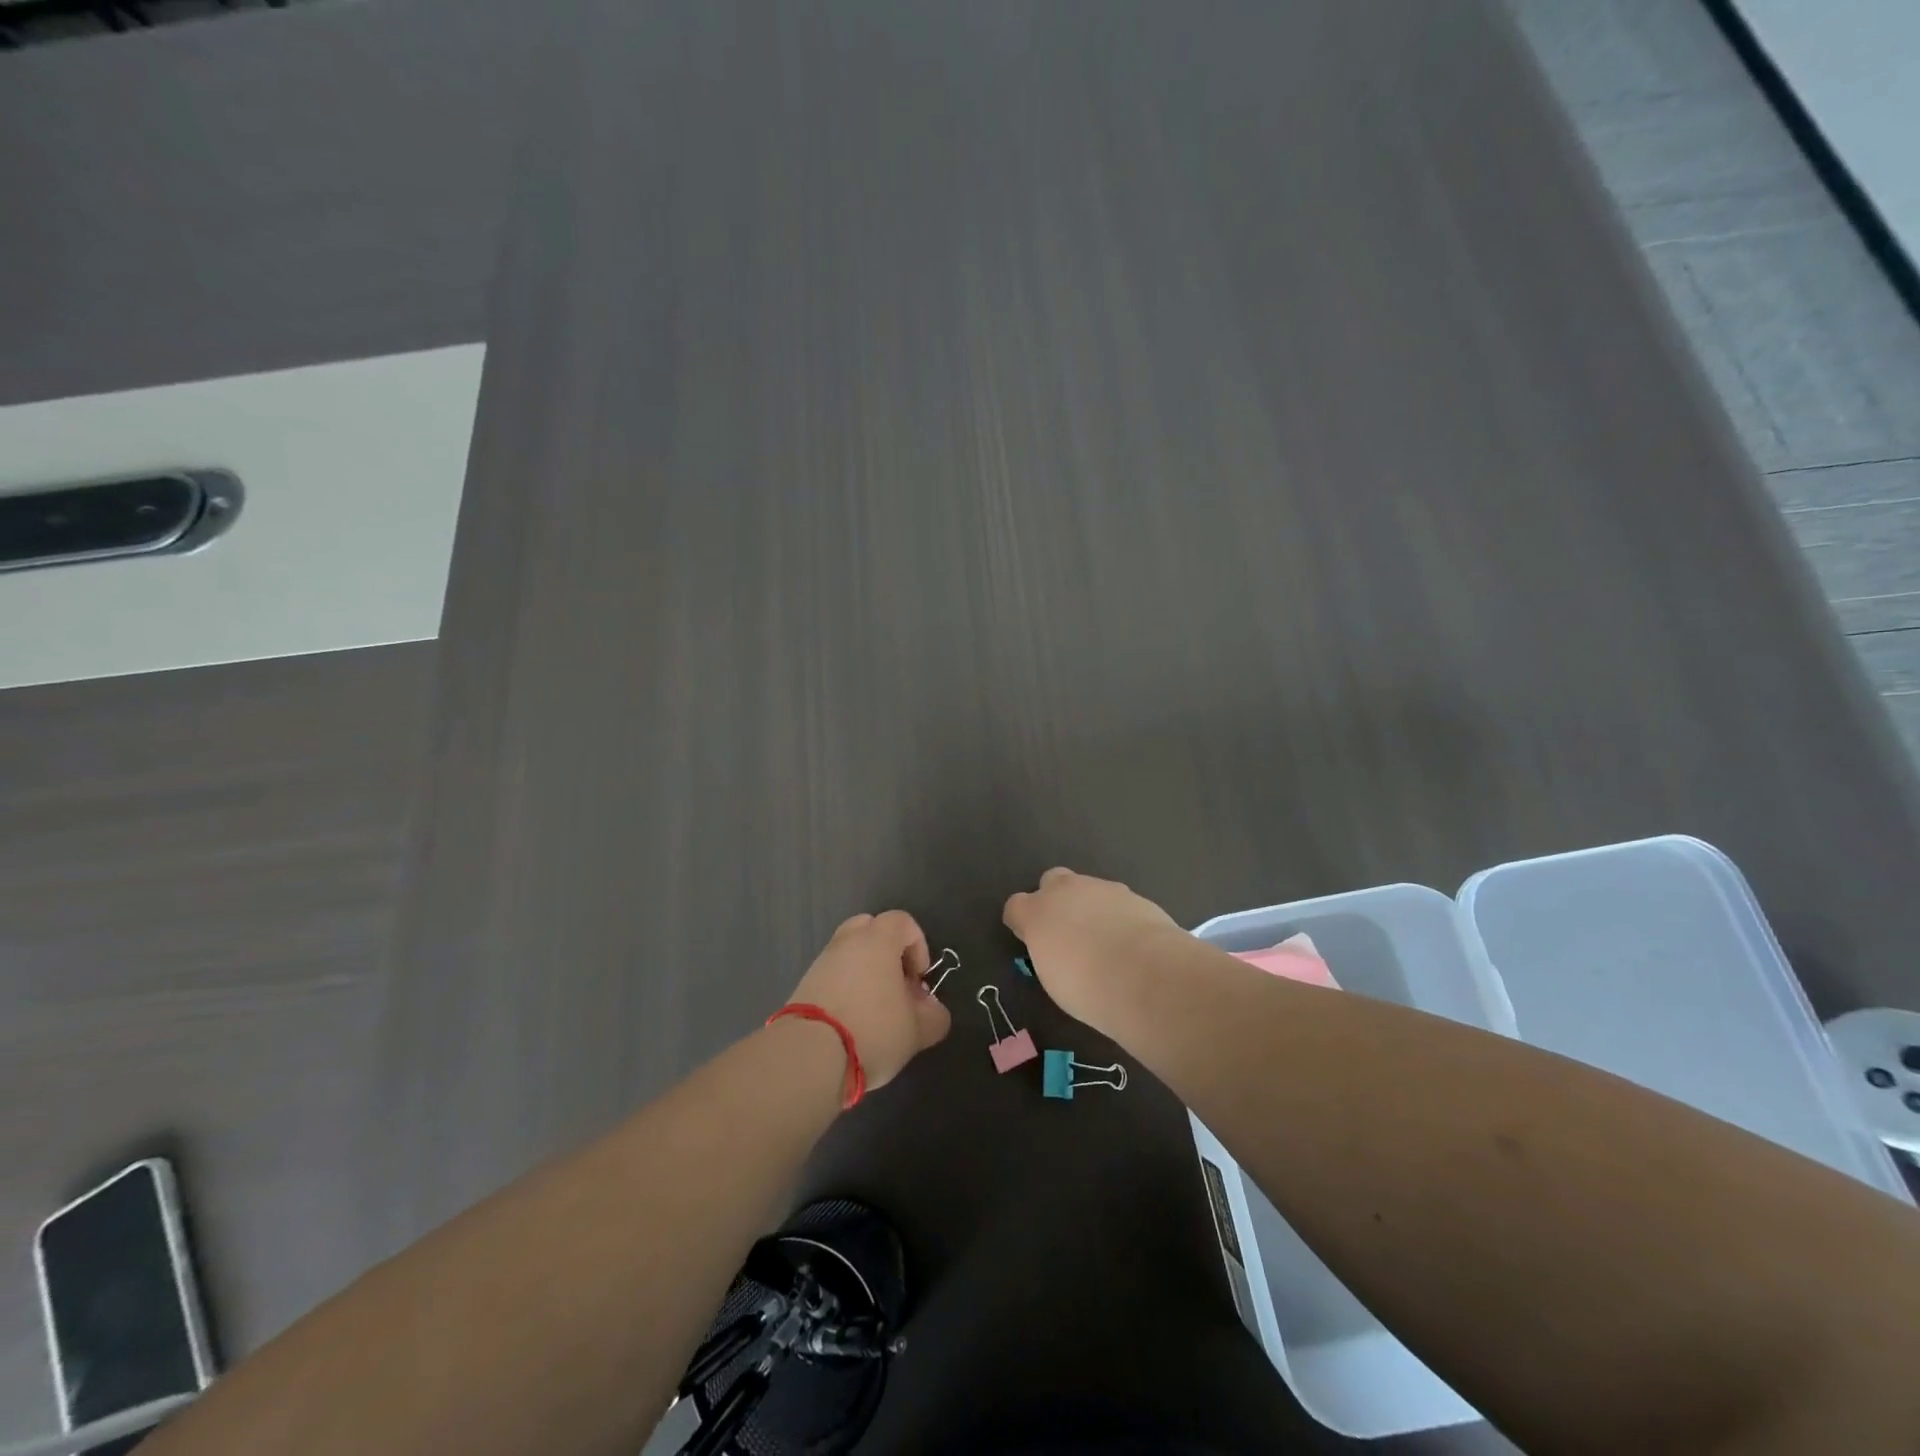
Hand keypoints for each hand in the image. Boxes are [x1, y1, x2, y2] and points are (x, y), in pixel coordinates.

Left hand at [786, 911, 951, 1091]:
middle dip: (888, 952)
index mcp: (877, 940)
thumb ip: (934, 1016)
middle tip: (896, 986)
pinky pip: (832, 974)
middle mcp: (847, 942)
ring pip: (849, 953)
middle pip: (871, 929)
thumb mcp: (917, 1031)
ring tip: (874, 1010)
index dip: (918, 946)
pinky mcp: (803, 985)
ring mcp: (821, 962)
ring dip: (865, 972)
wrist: (809, 1056)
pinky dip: (844, 988)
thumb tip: (931, 1008)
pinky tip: (851, 1021)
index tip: (918, 981)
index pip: (903, 922)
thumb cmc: (872, 1031)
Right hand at [1002, 868, 1185, 1028]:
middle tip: (1068, 932)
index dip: (1022, 922)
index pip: (1015, 906)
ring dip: (1090, 907)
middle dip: (1056, 899)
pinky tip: (1130, 941)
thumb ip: (1049, 953)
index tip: (1032, 941)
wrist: (1146, 976)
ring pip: (1088, 889)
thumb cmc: (1088, 988)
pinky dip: (1118, 915)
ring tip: (1105, 941)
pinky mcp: (1133, 894)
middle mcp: (1066, 891)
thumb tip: (1058, 950)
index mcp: (1037, 913)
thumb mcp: (1054, 979)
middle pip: (1051, 881)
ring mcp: (1102, 888)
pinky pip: (1117, 901)